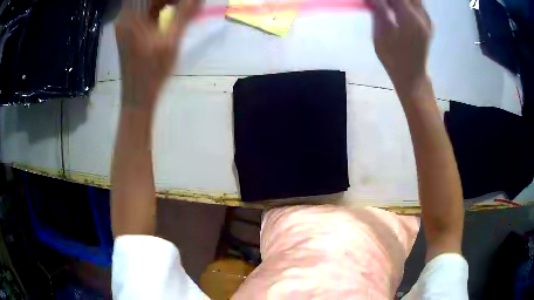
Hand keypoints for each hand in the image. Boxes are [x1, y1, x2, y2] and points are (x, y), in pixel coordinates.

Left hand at [116, 0, 201, 108]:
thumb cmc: (153, 71)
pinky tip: (171, 15)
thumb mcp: (171, 41)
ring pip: (147, 4)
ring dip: (165, 3)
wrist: (137, 96)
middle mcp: (126, 18)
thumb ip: (184, 15)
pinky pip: (145, 13)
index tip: (185, 2)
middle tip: (185, 4)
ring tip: (182, 8)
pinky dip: (159, 11)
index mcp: (132, 17)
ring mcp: (126, 25)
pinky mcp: (129, 32)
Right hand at [369, 0, 431, 97]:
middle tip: (385, 5)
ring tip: (392, 8)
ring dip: (404, 2)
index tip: (375, 2)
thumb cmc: (394, 59)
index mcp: (409, 18)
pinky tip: (402, 10)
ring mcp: (427, 21)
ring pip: (416, 0)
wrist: (412, 76)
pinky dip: (410, 4)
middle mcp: (421, 17)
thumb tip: (376, 0)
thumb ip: (379, 13)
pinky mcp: (429, 25)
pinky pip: (420, 6)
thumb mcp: (380, 36)